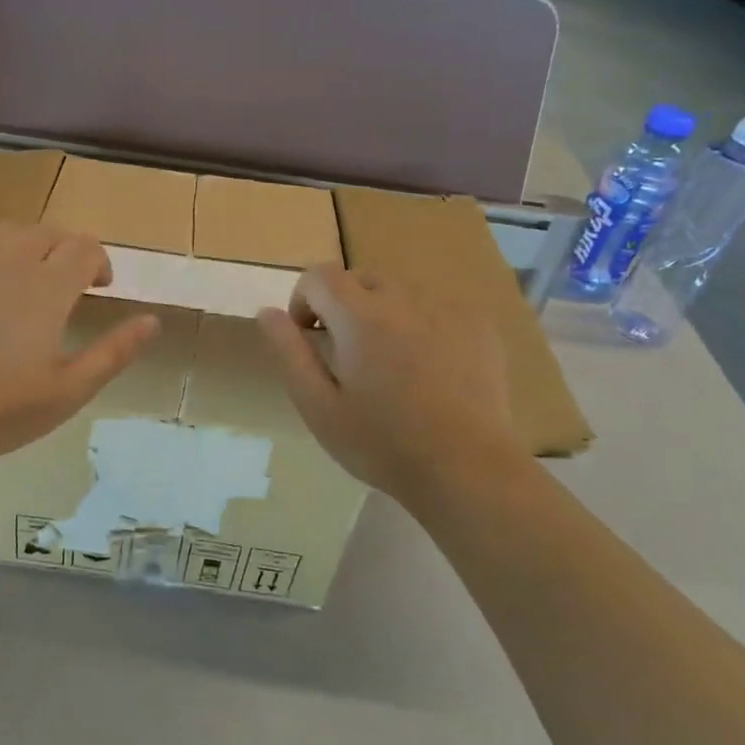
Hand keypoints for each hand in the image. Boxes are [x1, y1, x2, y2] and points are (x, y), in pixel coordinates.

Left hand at [0, 224, 159, 465]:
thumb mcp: (69, 390)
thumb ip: (115, 351)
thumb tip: (153, 320)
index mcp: (48, 286)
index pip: (85, 247)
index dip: (99, 263)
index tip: (99, 288)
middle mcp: (9, 257)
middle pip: (49, 233)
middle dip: (65, 254)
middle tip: (64, 291)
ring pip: (8, 232)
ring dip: (26, 249)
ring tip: (23, 283)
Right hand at [257, 265, 518, 502]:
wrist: (467, 469)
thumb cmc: (381, 444)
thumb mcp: (317, 406)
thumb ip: (289, 352)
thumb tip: (267, 313)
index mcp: (359, 316)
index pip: (319, 275)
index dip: (304, 301)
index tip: (310, 339)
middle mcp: (403, 298)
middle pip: (360, 277)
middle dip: (343, 304)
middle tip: (347, 354)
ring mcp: (446, 309)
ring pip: (400, 291)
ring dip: (383, 312)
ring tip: (390, 364)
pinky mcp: (478, 325)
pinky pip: (436, 308)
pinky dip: (421, 324)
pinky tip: (428, 369)